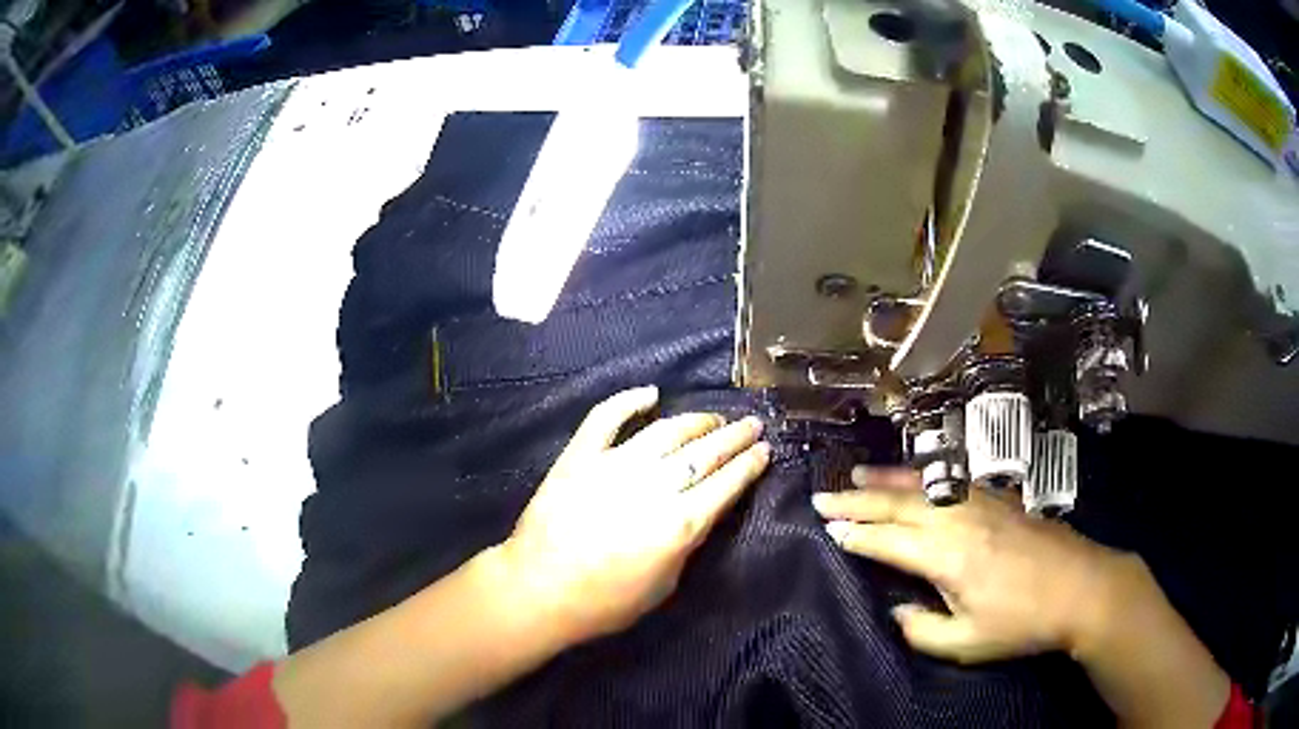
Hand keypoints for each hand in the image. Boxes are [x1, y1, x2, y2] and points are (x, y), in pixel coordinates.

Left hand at [501, 386, 770, 643]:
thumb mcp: (665, 585)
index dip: (751, 463)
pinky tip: (651, 394)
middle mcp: (654, 486)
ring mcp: (615, 464)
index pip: (727, 483)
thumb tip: (698, 512)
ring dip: (696, 421)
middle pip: (705, 452)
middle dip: (735, 436)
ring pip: (666, 430)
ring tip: (713, 419)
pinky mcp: (581, 455)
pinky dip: (629, 401)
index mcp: (680, 523)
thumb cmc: (606, 602)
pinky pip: (607, 417)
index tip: (765, 448)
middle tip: (752, 424)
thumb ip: (687, 543)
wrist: (539, 590)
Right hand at [813, 470, 1131, 663]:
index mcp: (945, 556)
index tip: (827, 530)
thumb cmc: (1022, 621)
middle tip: (822, 496)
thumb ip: (922, 630)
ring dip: (885, 480)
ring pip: (921, 485)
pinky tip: (915, 477)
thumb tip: (898, 611)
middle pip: (897, 504)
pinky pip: (949, 481)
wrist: (1081, 586)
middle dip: (856, 501)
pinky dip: (922, 477)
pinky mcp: (997, 497)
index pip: (887, 540)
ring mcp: (979, 502)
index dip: (854, 535)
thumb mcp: (967, 641)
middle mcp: (956, 519)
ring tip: (857, 476)